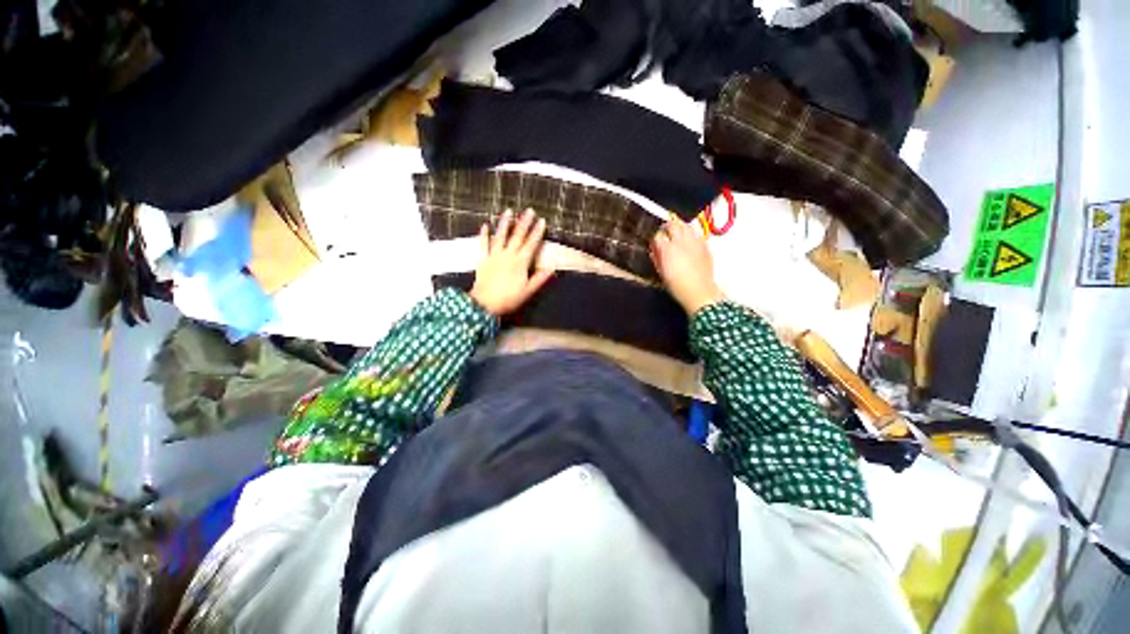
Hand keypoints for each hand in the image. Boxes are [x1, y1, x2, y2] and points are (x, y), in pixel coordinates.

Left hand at [470, 209, 554, 315]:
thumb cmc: (509, 299)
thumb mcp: (528, 291)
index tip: (542, 221)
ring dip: (505, 223)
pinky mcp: (483, 260)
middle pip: (517, 236)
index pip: (531, 244)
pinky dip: (484, 234)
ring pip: (500, 236)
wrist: (485, 304)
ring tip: (508, 211)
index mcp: (520, 263)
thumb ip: (539, 279)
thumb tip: (552, 269)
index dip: (537, 232)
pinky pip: (483, 245)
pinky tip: (485, 225)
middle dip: (524, 222)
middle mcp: (508, 255)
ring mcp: (494, 256)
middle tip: (529, 210)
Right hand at [651, 215, 724, 314]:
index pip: (657, 235)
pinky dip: (692, 235)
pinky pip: (697, 234)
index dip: (655, 237)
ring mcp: (695, 242)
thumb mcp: (661, 271)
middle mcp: (681, 242)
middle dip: (667, 227)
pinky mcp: (705, 246)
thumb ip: (657, 256)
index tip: (654, 241)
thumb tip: (655, 248)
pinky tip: (690, 241)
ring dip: (680, 227)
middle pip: (672, 225)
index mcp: (667, 249)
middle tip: (664, 232)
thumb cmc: (677, 285)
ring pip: (686, 226)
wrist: (698, 291)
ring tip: (677, 234)